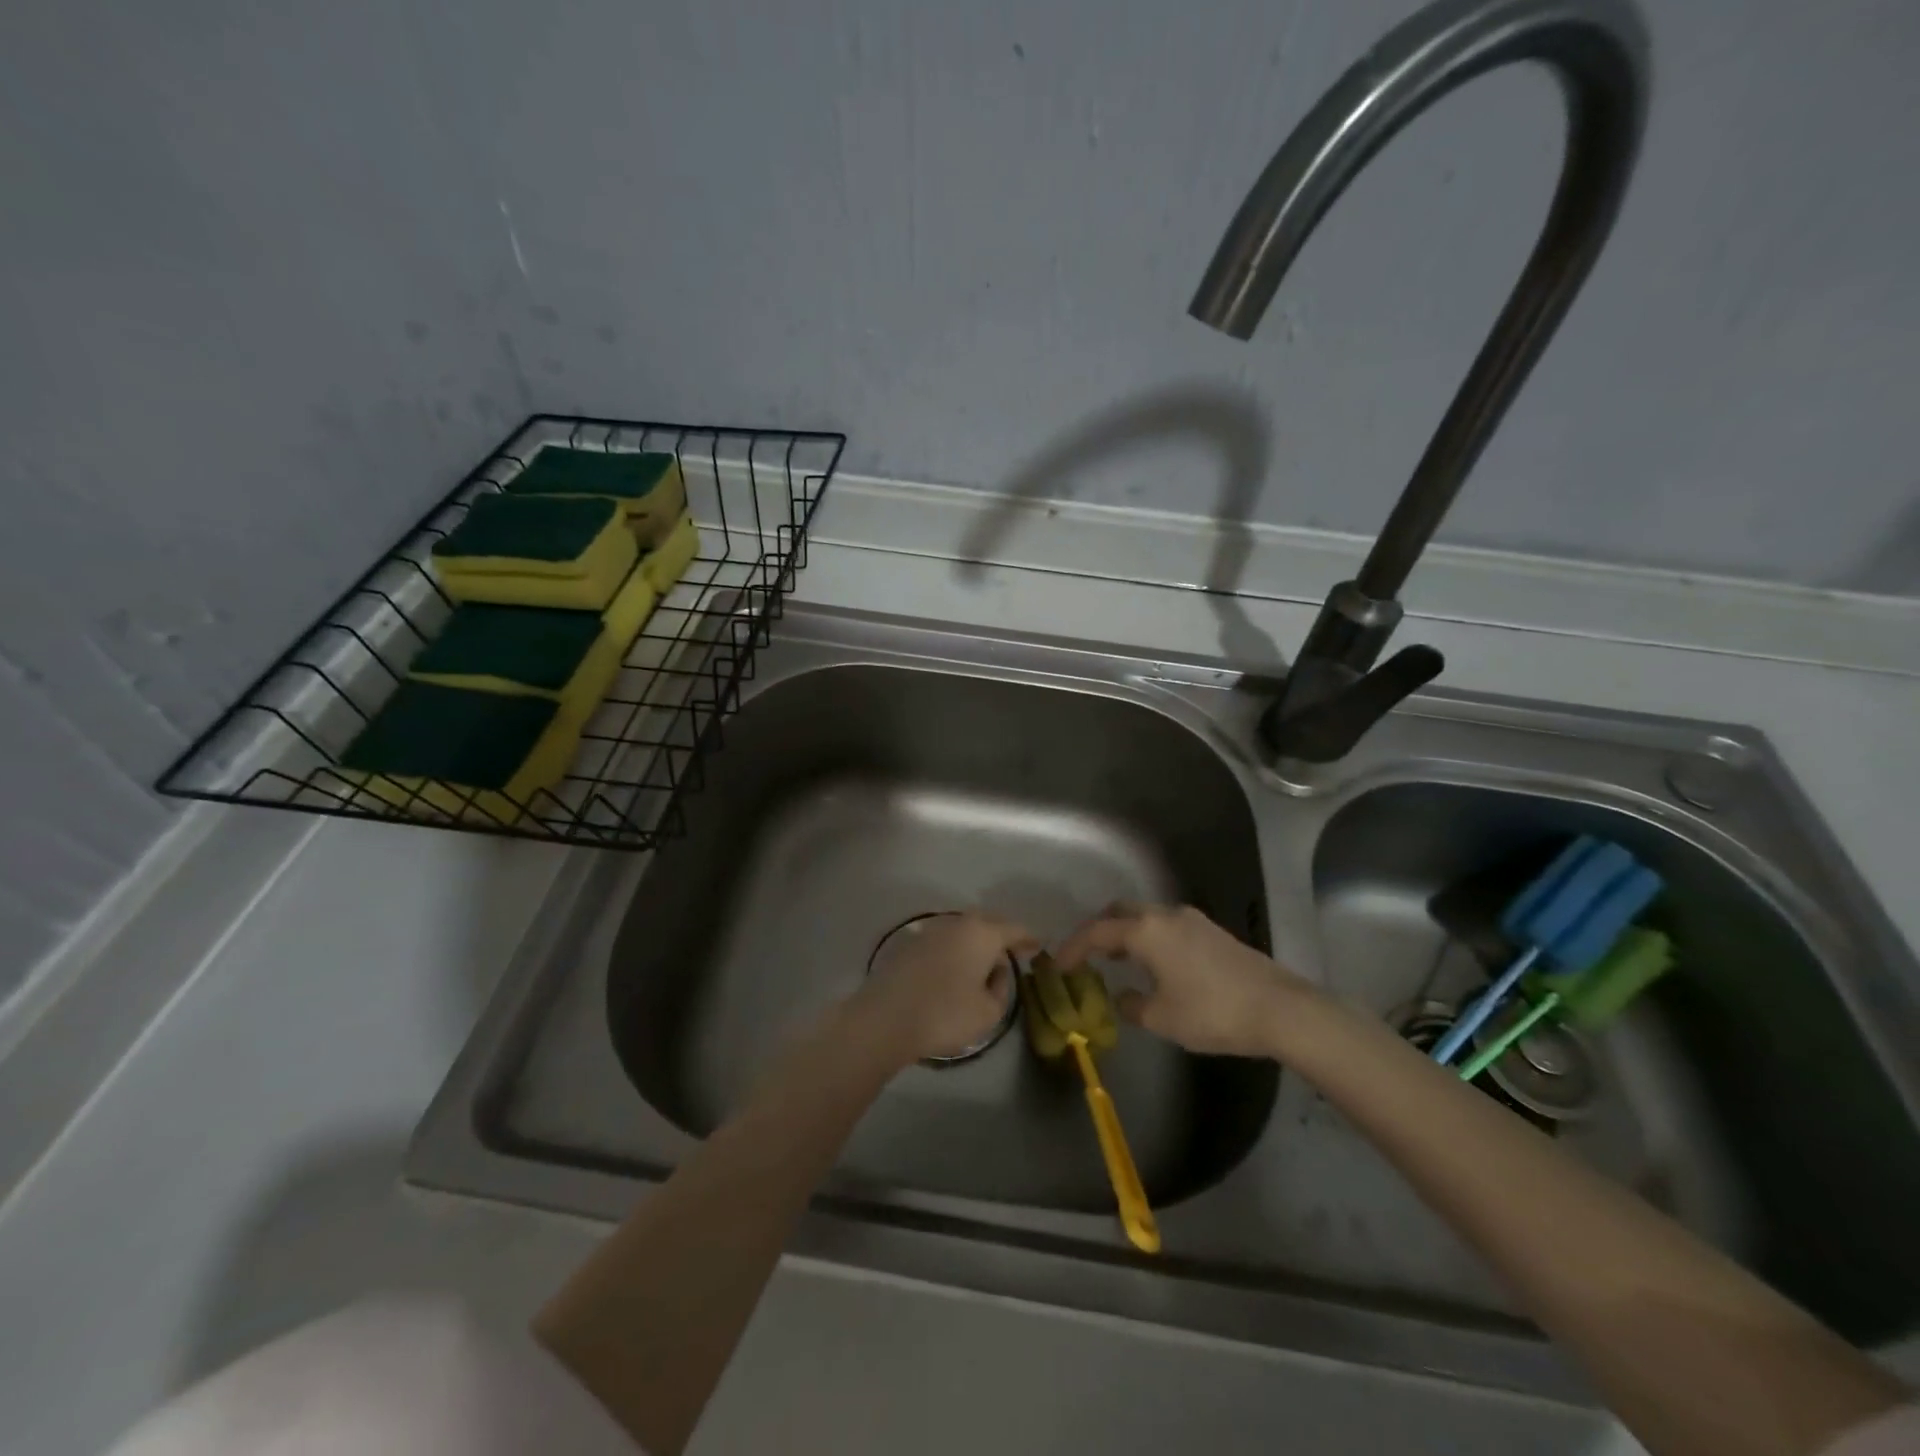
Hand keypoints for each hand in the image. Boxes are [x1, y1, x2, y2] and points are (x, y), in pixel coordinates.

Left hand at [847, 911, 1039, 1066]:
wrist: (885, 1018)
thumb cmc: (945, 1014)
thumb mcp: (988, 1012)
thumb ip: (1001, 989)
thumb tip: (994, 973)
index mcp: (982, 934)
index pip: (1014, 929)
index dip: (1029, 939)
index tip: (1038, 946)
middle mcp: (957, 924)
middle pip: (987, 924)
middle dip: (1001, 936)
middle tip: (1012, 952)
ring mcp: (930, 931)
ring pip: (963, 931)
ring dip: (975, 944)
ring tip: (982, 965)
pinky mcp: (909, 944)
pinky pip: (943, 942)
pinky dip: (955, 952)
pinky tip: (954, 970)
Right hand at [1055, 903, 1310, 1057]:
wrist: (1279, 1009)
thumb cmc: (1212, 1013)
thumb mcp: (1162, 1018)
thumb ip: (1132, 1006)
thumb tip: (1123, 997)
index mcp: (1146, 931)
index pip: (1096, 932)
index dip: (1074, 947)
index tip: (1059, 965)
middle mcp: (1165, 915)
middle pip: (1120, 912)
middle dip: (1099, 930)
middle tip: (1087, 954)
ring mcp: (1191, 919)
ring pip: (1145, 916)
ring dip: (1126, 932)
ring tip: (1117, 959)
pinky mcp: (1210, 930)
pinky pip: (1166, 925)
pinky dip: (1149, 937)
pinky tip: (1154, 963)